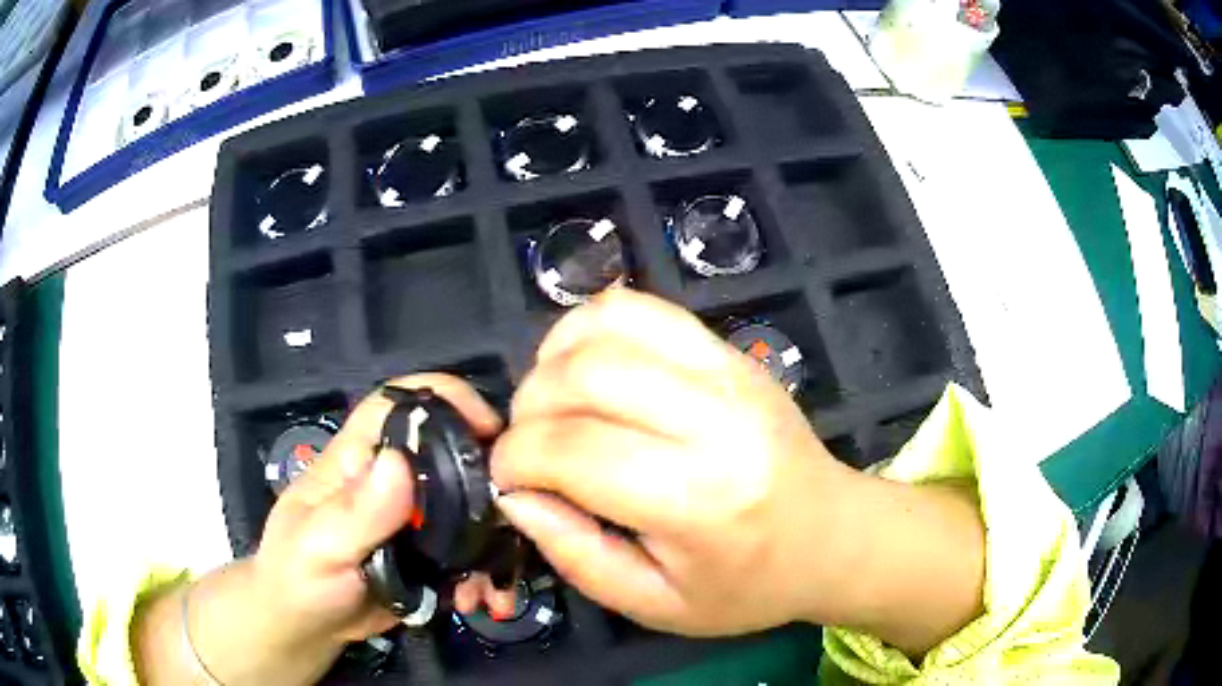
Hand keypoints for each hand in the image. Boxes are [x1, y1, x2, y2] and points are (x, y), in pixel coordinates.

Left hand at [252, 373, 515, 644]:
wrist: (308, 626)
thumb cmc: (298, 577)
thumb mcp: (319, 548)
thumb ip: (355, 512)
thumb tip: (399, 462)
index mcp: (356, 459)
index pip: (396, 402)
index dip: (443, 396)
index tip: (489, 425)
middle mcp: (390, 479)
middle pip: (449, 449)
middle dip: (486, 476)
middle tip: (515, 515)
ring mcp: (413, 517)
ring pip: (468, 505)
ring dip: (491, 538)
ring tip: (492, 580)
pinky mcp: (430, 553)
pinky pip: (469, 549)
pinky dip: (484, 572)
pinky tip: (478, 598)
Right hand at [491, 289, 859, 636]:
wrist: (831, 534)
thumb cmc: (747, 585)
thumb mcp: (654, 604)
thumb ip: (574, 553)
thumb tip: (513, 494)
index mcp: (697, 500)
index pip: (572, 450)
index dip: (515, 459)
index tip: (506, 478)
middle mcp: (714, 419)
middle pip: (583, 375)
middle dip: (528, 408)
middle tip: (530, 447)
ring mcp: (727, 371)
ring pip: (607, 324)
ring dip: (554, 360)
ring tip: (554, 405)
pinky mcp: (729, 350)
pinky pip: (642, 308)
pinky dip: (591, 329)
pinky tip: (589, 370)